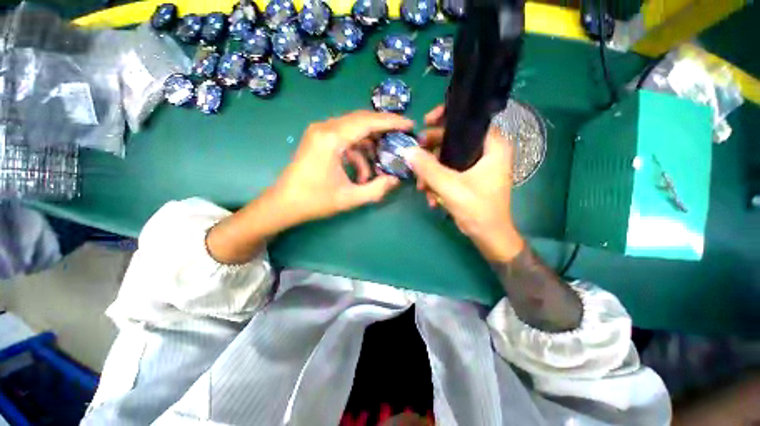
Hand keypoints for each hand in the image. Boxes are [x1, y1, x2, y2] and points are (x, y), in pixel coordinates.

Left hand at [272, 110, 412, 225]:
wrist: (283, 204)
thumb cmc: (314, 201)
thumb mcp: (350, 198)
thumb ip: (377, 189)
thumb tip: (396, 180)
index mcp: (331, 139)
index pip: (367, 122)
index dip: (391, 122)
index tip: (409, 125)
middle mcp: (325, 128)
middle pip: (361, 120)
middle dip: (383, 129)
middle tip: (401, 139)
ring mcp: (320, 132)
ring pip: (354, 130)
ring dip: (369, 147)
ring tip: (379, 166)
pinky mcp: (319, 139)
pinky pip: (345, 139)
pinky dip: (357, 153)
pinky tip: (361, 172)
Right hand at [407, 105, 524, 261]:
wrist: (489, 237)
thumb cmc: (477, 210)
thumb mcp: (449, 187)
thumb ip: (428, 168)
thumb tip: (407, 150)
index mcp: (493, 146)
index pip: (470, 120)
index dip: (445, 118)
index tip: (425, 124)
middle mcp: (488, 152)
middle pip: (454, 140)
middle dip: (432, 154)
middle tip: (415, 160)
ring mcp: (478, 166)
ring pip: (449, 158)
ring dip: (432, 173)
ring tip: (422, 188)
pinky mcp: (471, 178)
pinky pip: (450, 171)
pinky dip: (438, 182)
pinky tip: (431, 197)